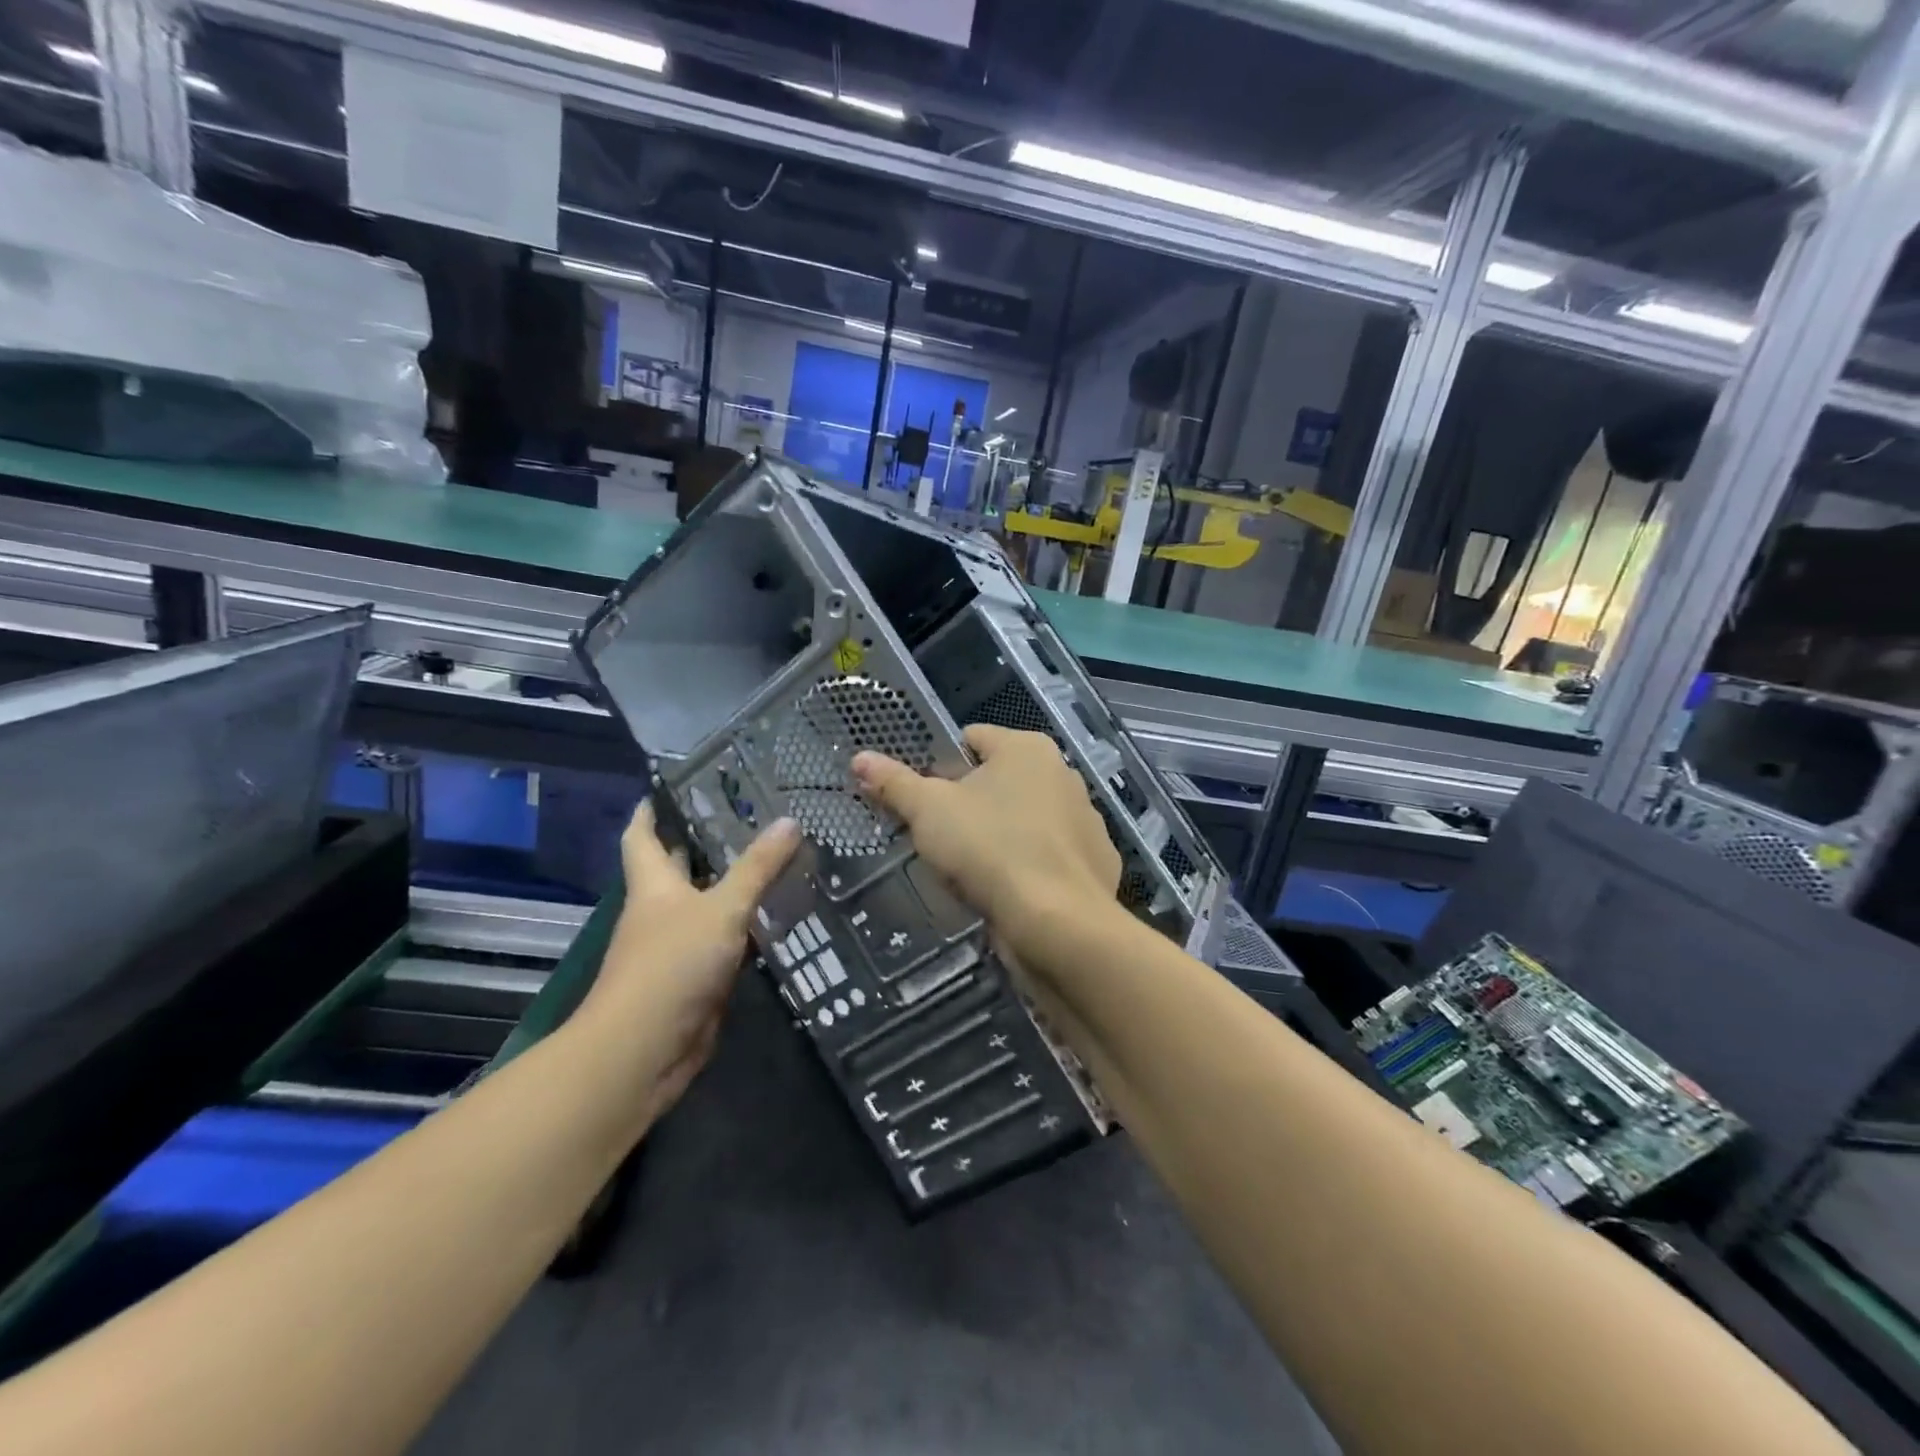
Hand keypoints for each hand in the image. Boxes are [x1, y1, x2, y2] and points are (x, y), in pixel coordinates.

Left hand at [579, 801, 799, 1125]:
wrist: (645, 1050)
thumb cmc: (672, 964)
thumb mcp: (721, 908)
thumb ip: (757, 867)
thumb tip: (790, 821)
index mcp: (653, 885)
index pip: (642, 836)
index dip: (651, 811)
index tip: (671, 786)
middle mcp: (661, 911)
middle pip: (676, 868)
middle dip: (702, 844)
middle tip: (749, 816)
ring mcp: (677, 947)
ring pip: (707, 905)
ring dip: (733, 886)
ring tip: (778, 858)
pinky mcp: (698, 978)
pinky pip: (726, 942)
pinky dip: (747, 927)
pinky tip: (780, 915)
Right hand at [853, 725, 1119, 943]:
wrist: (1058, 923)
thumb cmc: (989, 849)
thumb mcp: (928, 811)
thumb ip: (894, 782)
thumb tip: (860, 758)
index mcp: (1027, 748)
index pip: (971, 739)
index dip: (940, 766)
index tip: (923, 801)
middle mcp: (1063, 773)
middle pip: (999, 780)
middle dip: (970, 805)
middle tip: (941, 839)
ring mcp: (1086, 818)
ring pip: (1025, 818)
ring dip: (1000, 835)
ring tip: (973, 871)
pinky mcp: (1097, 860)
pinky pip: (1049, 854)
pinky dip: (1030, 865)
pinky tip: (1010, 891)